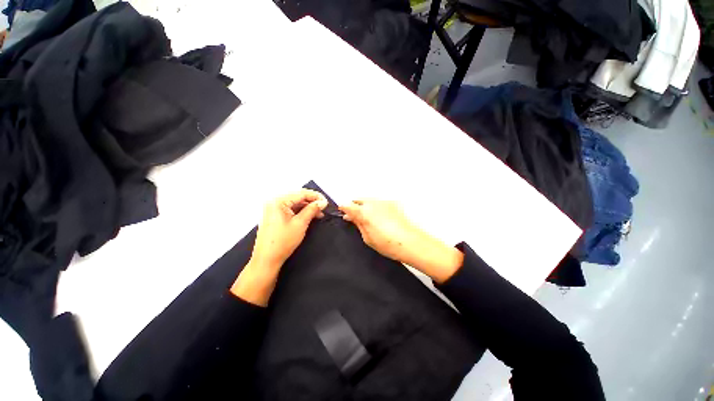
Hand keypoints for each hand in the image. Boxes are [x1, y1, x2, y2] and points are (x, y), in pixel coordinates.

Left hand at [231, 189, 327, 305]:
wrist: (266, 260)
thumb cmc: (283, 241)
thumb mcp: (301, 223)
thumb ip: (312, 210)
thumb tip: (322, 202)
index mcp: (278, 201)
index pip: (301, 193)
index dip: (316, 196)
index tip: (326, 202)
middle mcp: (274, 201)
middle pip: (297, 197)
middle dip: (312, 202)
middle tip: (324, 207)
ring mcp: (272, 208)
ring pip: (294, 203)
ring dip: (307, 207)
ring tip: (319, 213)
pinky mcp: (274, 215)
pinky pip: (290, 209)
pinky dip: (300, 212)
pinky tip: (309, 216)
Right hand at [339, 200, 462, 282]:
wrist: (410, 242)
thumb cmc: (386, 243)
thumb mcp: (367, 237)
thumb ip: (358, 223)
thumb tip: (351, 216)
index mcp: (364, 211)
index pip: (347, 205)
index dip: (343, 209)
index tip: (343, 213)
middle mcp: (373, 202)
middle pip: (358, 200)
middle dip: (354, 206)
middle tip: (354, 217)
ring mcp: (384, 201)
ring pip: (369, 200)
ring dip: (365, 206)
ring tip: (368, 218)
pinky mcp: (393, 203)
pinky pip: (380, 202)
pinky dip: (376, 207)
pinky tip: (380, 217)